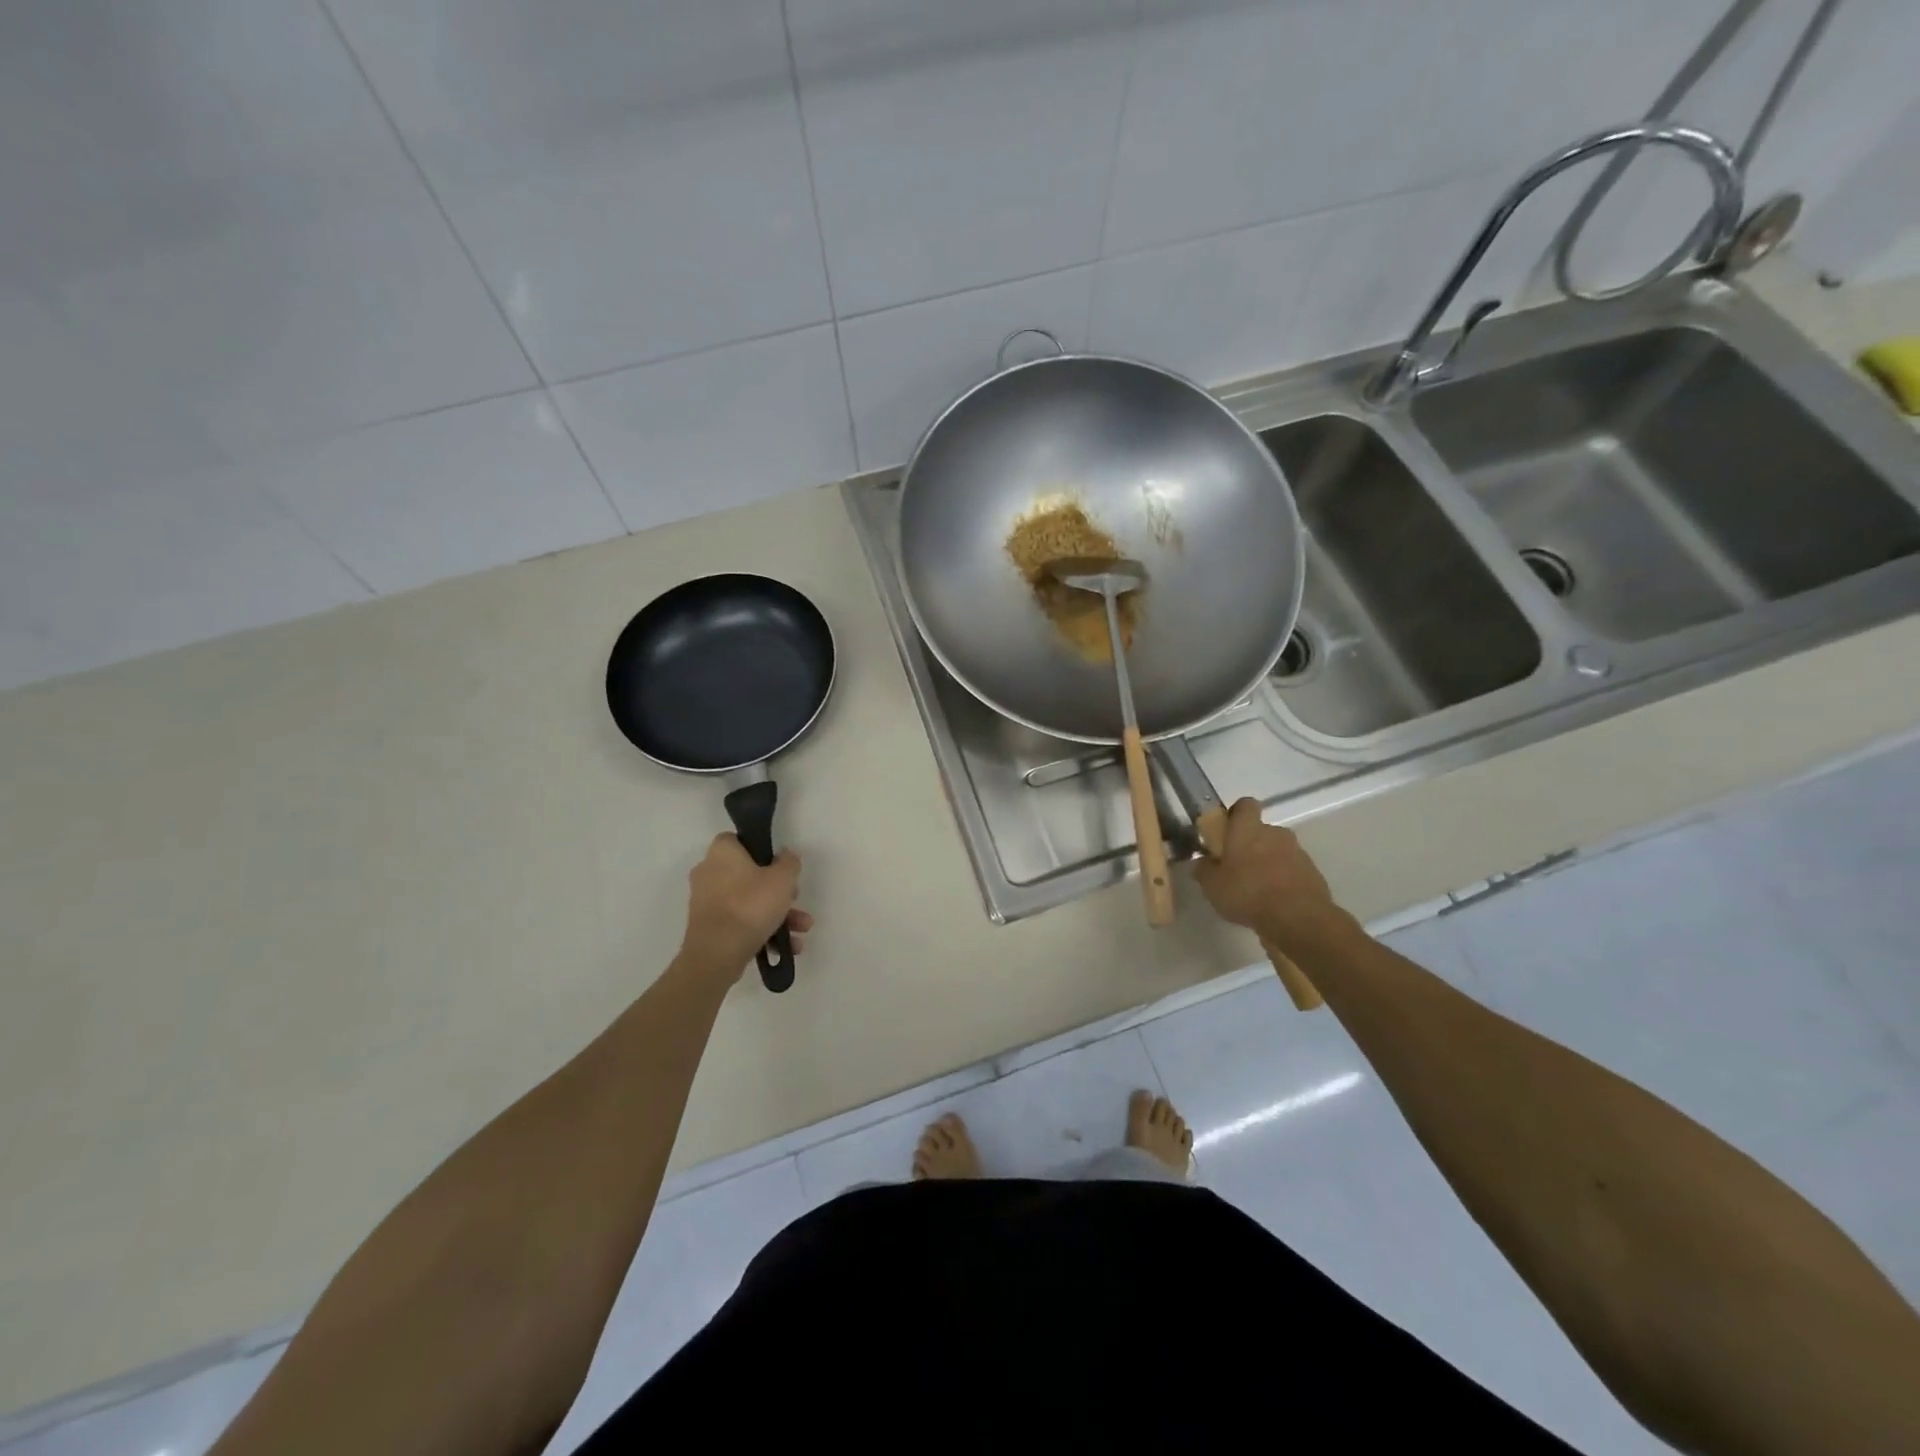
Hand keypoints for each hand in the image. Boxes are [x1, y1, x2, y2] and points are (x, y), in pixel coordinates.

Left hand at [678, 834, 811, 982]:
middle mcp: (708, 873)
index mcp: (721, 853)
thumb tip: (786, 856)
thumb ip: (789, 862)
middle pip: (748, 874)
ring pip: (748, 901)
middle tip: (795, 899)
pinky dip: (762, 930)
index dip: (761, 849)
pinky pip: (740, 922)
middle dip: (777, 891)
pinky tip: (786, 946)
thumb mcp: (783, 879)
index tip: (779, 864)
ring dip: (777, 914)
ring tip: (800, 930)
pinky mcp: (708, 928)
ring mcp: (706, 902)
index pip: (738, 839)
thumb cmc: (751, 905)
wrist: (718, 953)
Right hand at [1192, 798, 1350, 955]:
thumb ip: (1204, 869)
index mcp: (1248, 829)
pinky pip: (1292, 869)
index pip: (1245, 805)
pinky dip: (1284, 879)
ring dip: (1268, 863)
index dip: (1236, 814)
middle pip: (1261, 831)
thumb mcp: (1212, 886)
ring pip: (1278, 850)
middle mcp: (1275, 833)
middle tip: (1237, 868)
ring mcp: (1297, 852)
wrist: (1298, 919)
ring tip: (1257, 889)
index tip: (1227, 831)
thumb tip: (1203, 862)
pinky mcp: (1313, 872)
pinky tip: (1275, 901)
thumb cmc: (1248, 894)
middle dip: (1250, 845)